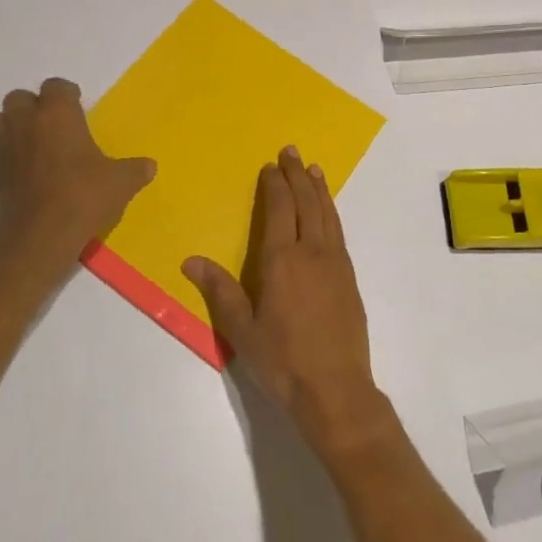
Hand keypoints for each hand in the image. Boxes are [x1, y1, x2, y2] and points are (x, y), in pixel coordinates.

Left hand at [0, 78, 155, 279]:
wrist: (41, 237)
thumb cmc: (84, 197)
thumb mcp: (122, 182)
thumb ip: (136, 170)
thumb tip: (150, 166)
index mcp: (58, 114)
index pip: (56, 86)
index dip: (67, 94)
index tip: (78, 108)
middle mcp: (26, 122)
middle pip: (18, 97)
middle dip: (33, 105)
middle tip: (52, 124)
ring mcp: (4, 147)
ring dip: (11, 125)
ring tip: (31, 141)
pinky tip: (16, 164)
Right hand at [185, 147, 391, 461]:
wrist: (336, 390)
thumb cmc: (283, 362)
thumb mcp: (243, 331)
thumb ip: (220, 291)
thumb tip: (190, 260)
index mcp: (283, 260)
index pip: (280, 209)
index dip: (276, 185)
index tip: (271, 166)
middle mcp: (313, 253)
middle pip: (307, 203)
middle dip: (298, 175)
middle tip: (292, 151)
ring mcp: (336, 264)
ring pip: (328, 214)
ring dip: (319, 189)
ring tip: (314, 170)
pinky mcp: (350, 279)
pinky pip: (339, 232)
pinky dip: (333, 212)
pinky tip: (329, 212)